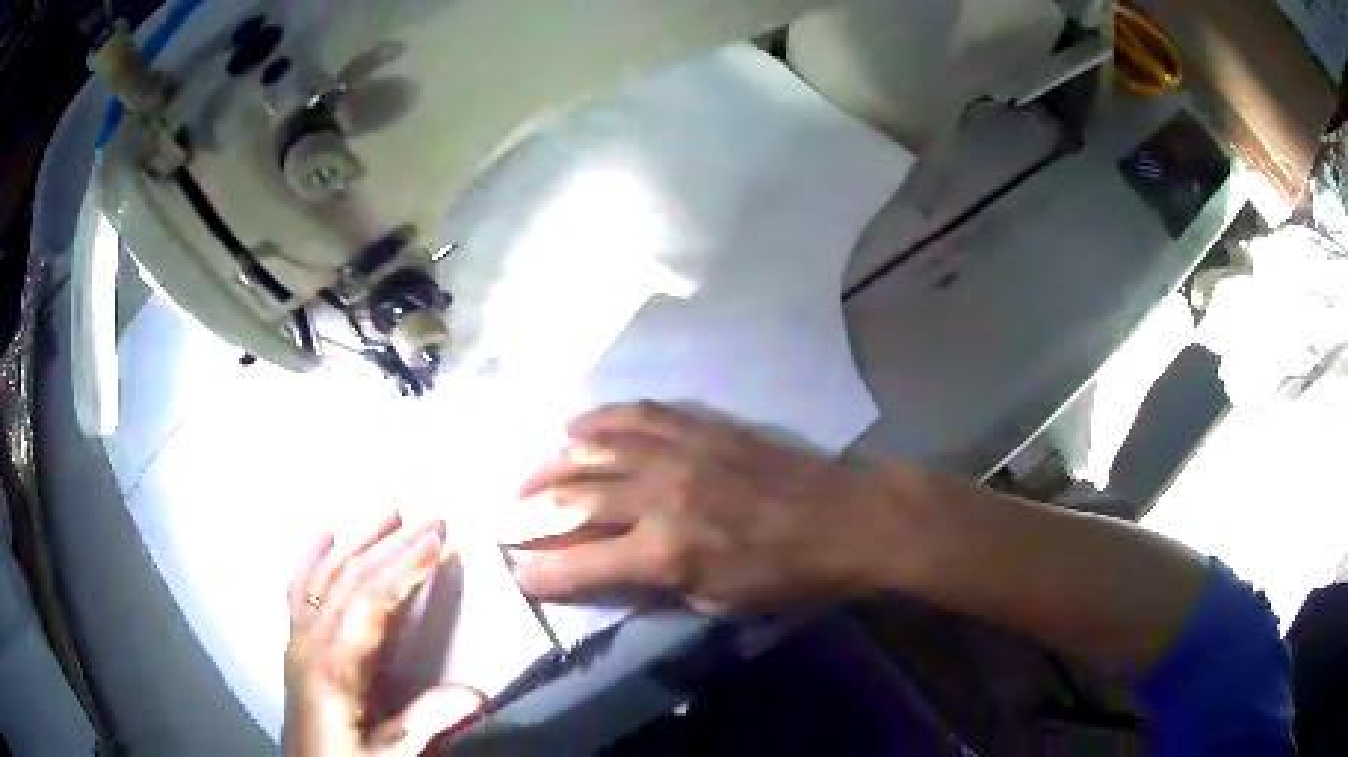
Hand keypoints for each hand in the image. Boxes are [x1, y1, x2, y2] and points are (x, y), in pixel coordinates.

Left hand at [284, 512, 484, 756]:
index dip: (404, 568)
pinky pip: (298, 588)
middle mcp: (312, 639)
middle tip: (431, 519)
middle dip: (391, 544)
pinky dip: (311, 558)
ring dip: (358, 540)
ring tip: (388, 512)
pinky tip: (323, 535)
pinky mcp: (294, 640)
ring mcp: (298, 635)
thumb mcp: (390, 753)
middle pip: (350, 578)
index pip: (370, 602)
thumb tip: (477, 692)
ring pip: (326, 575)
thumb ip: (425, 722)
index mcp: (335, 665)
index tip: (437, 541)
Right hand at [509, 403, 897, 614]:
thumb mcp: (716, 603)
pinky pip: (636, 414)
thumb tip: (609, 571)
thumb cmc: (785, 576)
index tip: (514, 572)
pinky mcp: (700, 426)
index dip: (539, 573)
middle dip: (528, 511)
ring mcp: (678, 452)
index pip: (579, 564)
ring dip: (551, 461)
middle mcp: (659, 495)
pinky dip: (599, 419)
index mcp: (665, 552)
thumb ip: (655, 585)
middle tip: (504, 517)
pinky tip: (576, 424)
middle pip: (573, 498)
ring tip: (527, 473)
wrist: (844, 520)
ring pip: (593, 448)